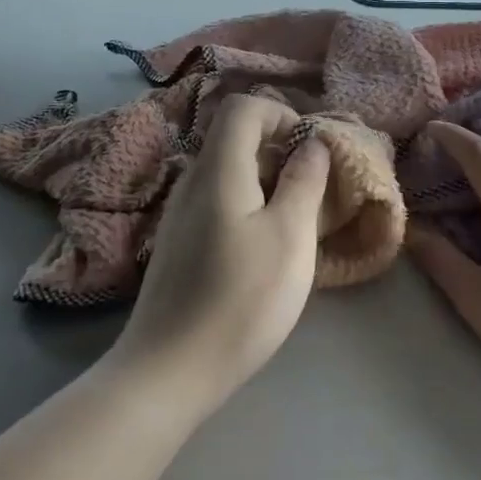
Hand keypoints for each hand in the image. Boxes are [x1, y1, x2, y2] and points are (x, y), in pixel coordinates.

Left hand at [111, 94, 331, 411]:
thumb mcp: (290, 237)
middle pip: (234, 136)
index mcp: (219, 170)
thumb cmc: (240, 300)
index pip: (243, 107)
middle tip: (312, 186)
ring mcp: (179, 213)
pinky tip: (263, 246)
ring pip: (227, 170)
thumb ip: (304, 181)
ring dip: (265, 178)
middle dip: (278, 148)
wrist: (168, 371)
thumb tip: (312, 142)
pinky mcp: (177, 242)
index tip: (310, 150)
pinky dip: (246, 203)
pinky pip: (216, 199)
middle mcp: (192, 181)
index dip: (281, 114)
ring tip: (294, 217)